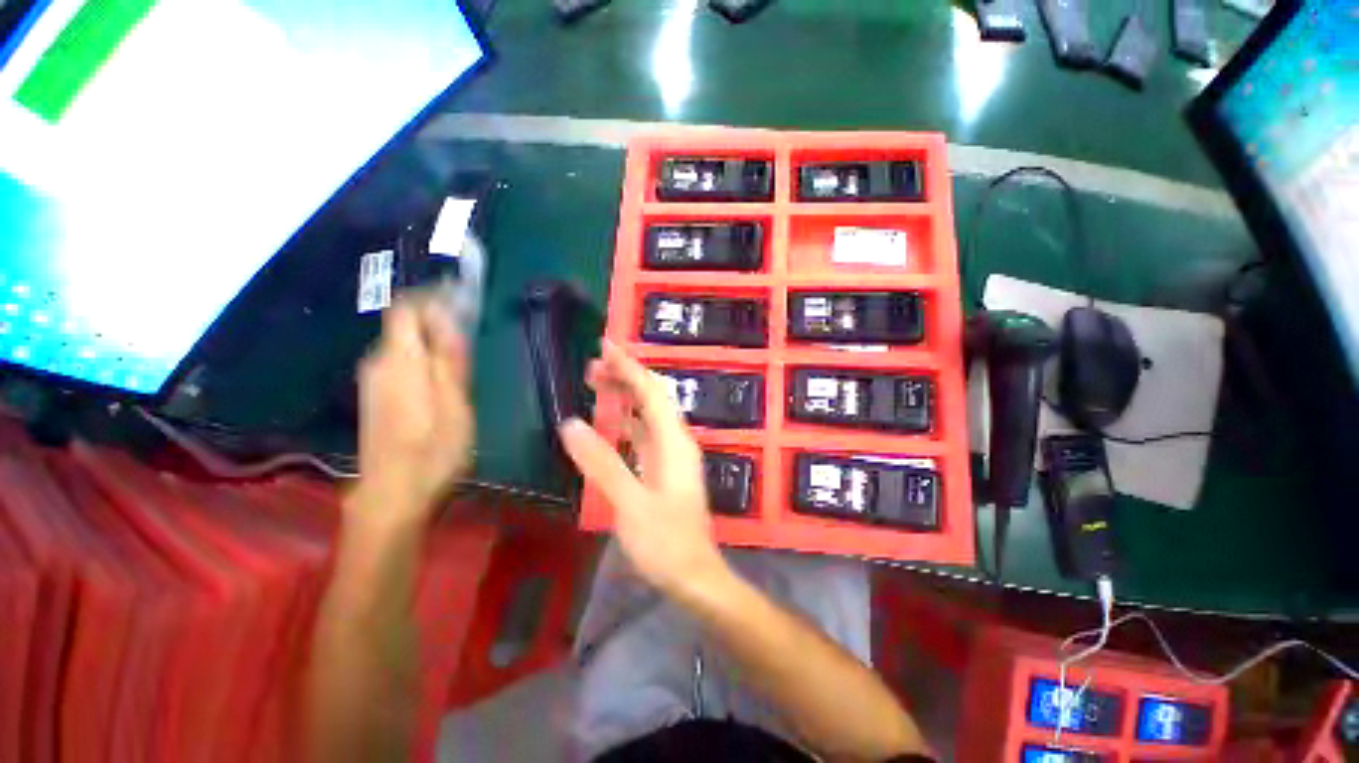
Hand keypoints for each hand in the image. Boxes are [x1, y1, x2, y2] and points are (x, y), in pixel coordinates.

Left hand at [352, 295, 473, 525]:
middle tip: (470, 328)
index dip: (430, 296)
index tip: (460, 295)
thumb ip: (450, 359)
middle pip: (403, 324)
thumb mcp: (455, 403)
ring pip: (403, 344)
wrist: (393, 494)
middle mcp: (379, 363)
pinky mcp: (376, 398)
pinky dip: (421, 358)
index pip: (406, 308)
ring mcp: (374, 382)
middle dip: (435, 318)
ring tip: (462, 352)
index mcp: (400, 360)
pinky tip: (442, 377)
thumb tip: (449, 319)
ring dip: (431, 340)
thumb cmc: (433, 449)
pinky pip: (400, 363)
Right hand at [558, 341, 727, 597]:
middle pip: (652, 397)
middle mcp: (677, 441)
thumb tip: (571, 423)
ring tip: (596, 384)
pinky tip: (610, 422)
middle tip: (592, 365)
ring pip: (649, 414)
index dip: (629, 366)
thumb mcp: (629, 504)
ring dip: (626, 396)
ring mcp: (673, 455)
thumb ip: (602, 463)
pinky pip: (646, 434)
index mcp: (673, 442)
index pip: (651, 391)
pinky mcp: (666, 469)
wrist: (694, 576)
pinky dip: (627, 421)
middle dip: (626, 376)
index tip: (605, 346)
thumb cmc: (665, 542)